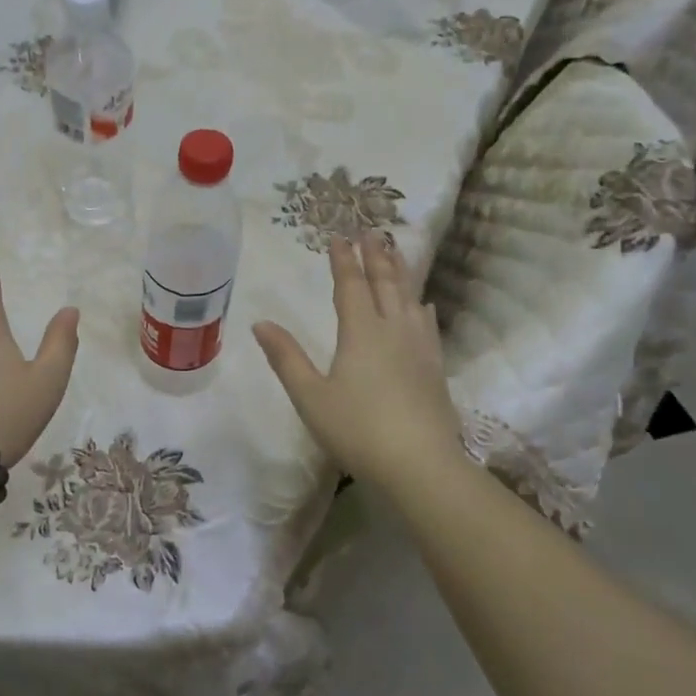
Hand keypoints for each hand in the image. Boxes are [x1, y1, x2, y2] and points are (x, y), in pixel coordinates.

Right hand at [252, 232, 461, 490]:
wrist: (420, 465)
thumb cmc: (357, 430)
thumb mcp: (310, 396)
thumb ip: (286, 358)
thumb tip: (260, 323)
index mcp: (361, 332)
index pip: (351, 285)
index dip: (344, 260)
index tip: (339, 237)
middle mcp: (393, 330)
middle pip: (385, 283)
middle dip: (376, 256)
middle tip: (371, 231)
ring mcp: (419, 347)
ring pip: (409, 298)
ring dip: (400, 272)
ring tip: (396, 252)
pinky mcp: (435, 367)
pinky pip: (427, 324)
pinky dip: (421, 306)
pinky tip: (423, 305)